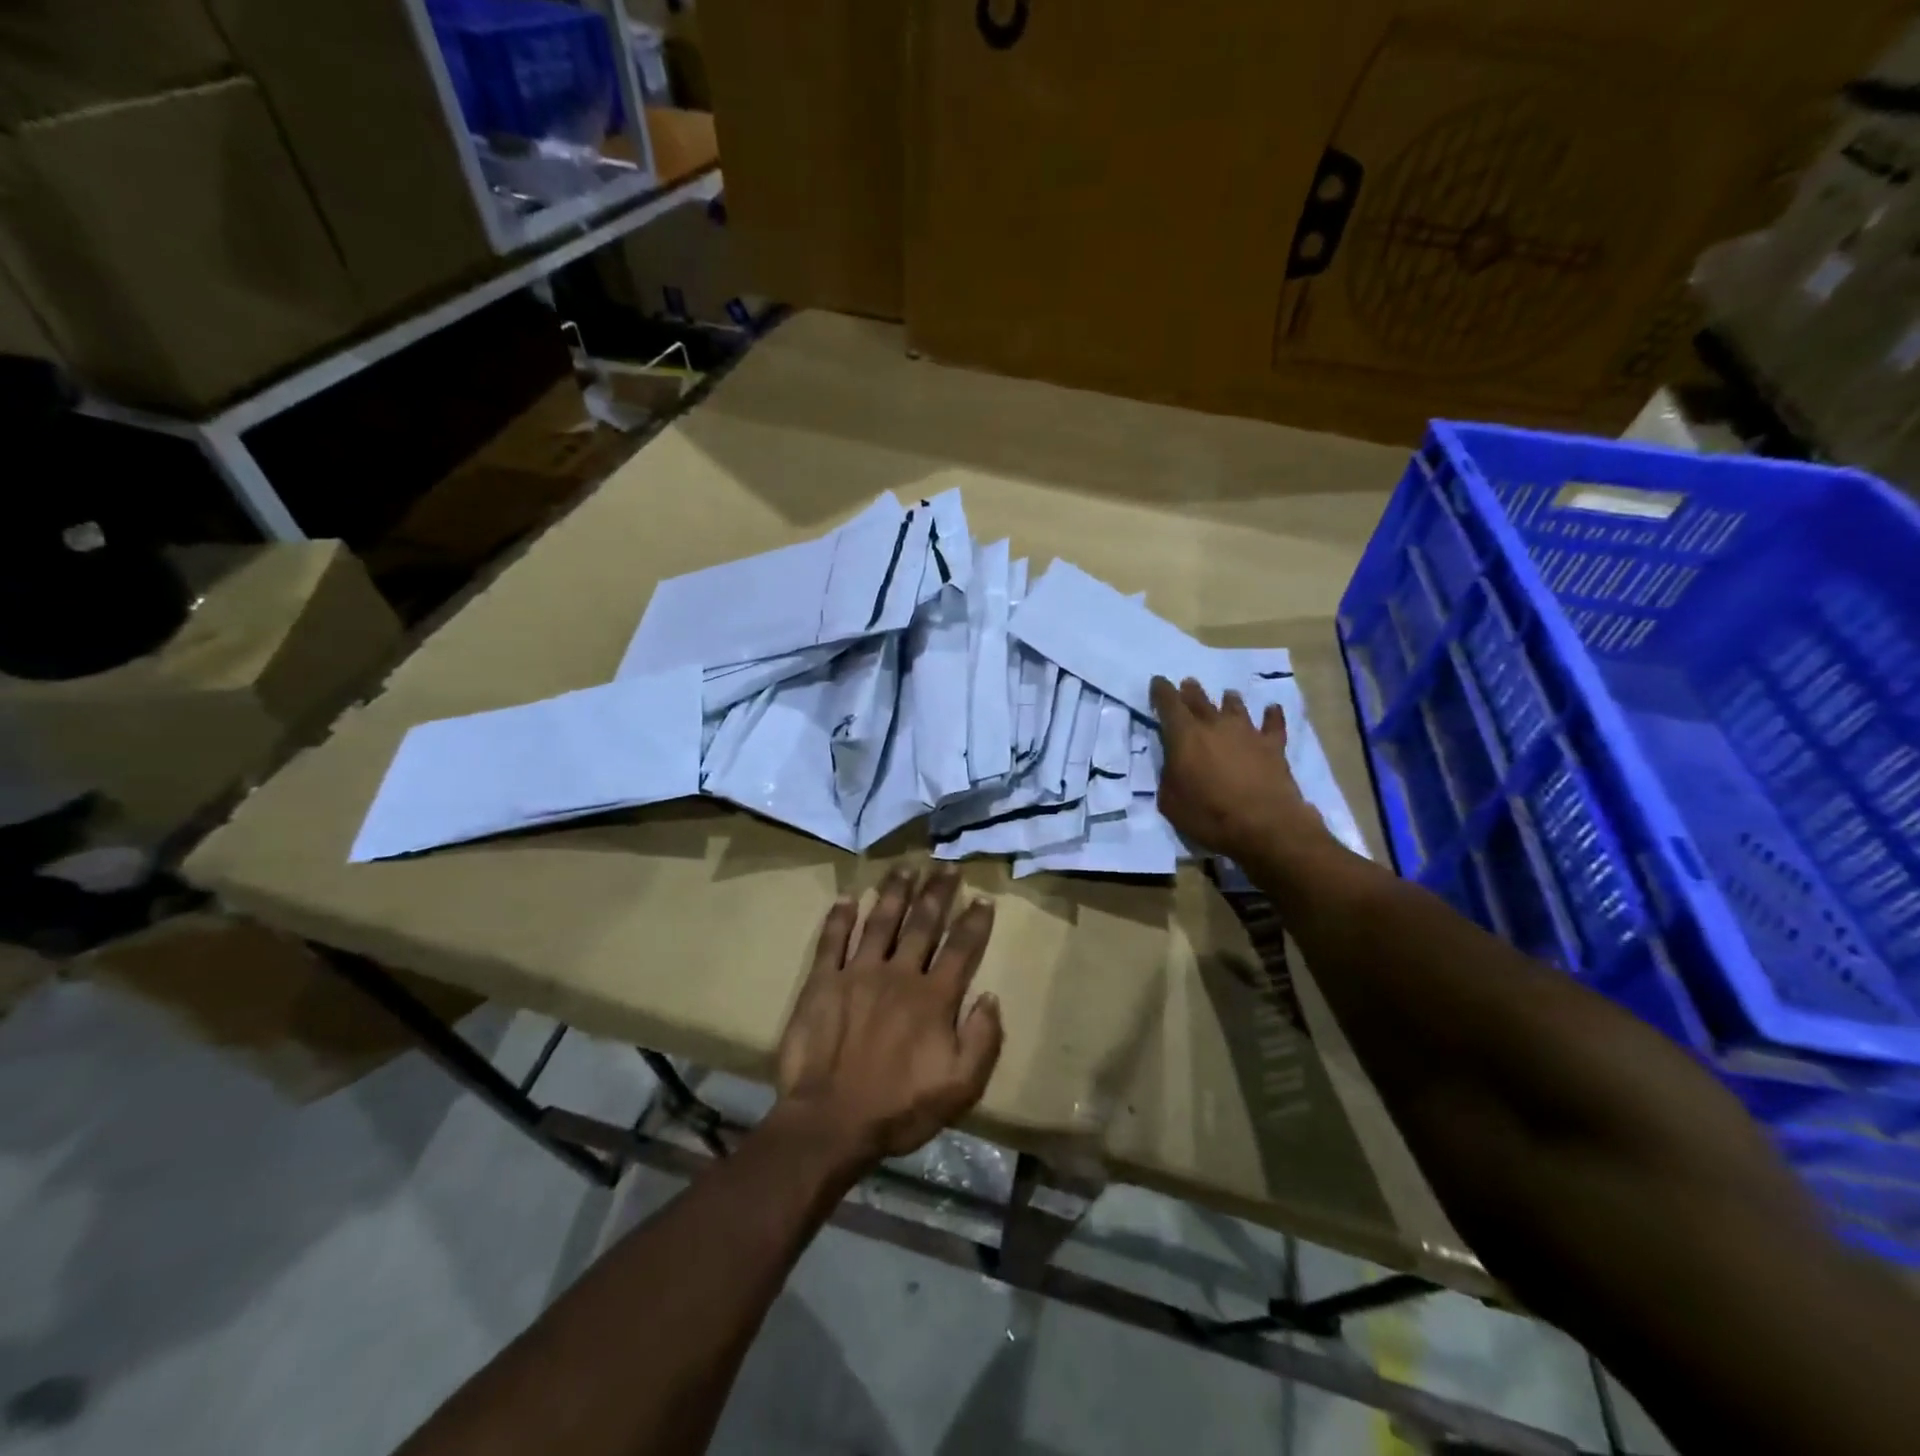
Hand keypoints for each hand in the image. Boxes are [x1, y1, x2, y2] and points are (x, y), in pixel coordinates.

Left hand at [774, 865, 1003, 1167]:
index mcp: (933, 998)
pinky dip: (840, 917)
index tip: (983, 898)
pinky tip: (848, 897)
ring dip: (895, 892)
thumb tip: (990, 996)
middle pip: (923, 923)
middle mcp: (899, 974)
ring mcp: (857, 973)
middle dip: (937, 892)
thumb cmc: (899, 1108)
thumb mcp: (959, 1087)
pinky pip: (832, 941)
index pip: (960, 949)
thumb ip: (982, 1040)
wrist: (830, 1122)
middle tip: (946, 866)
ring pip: (881, 921)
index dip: (974, 922)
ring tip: (905, 867)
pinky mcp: (822, 982)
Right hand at [1151, 675, 1328, 863]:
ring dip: (1229, 700)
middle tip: (1188, 684)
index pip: (1168, 704)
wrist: (1264, 825)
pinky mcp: (1273, 746)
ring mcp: (1247, 732)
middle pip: (1200, 700)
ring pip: (1235, 706)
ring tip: (1227, 695)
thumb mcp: (1170, 801)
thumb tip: (1173, 764)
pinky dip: (1271, 715)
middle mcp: (1215, 725)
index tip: (1157, 682)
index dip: (1161, 691)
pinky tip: (1272, 709)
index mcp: (1184, 736)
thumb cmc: (1208, 815)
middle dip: (1190, 691)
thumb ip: (1169, 775)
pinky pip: (1273, 724)